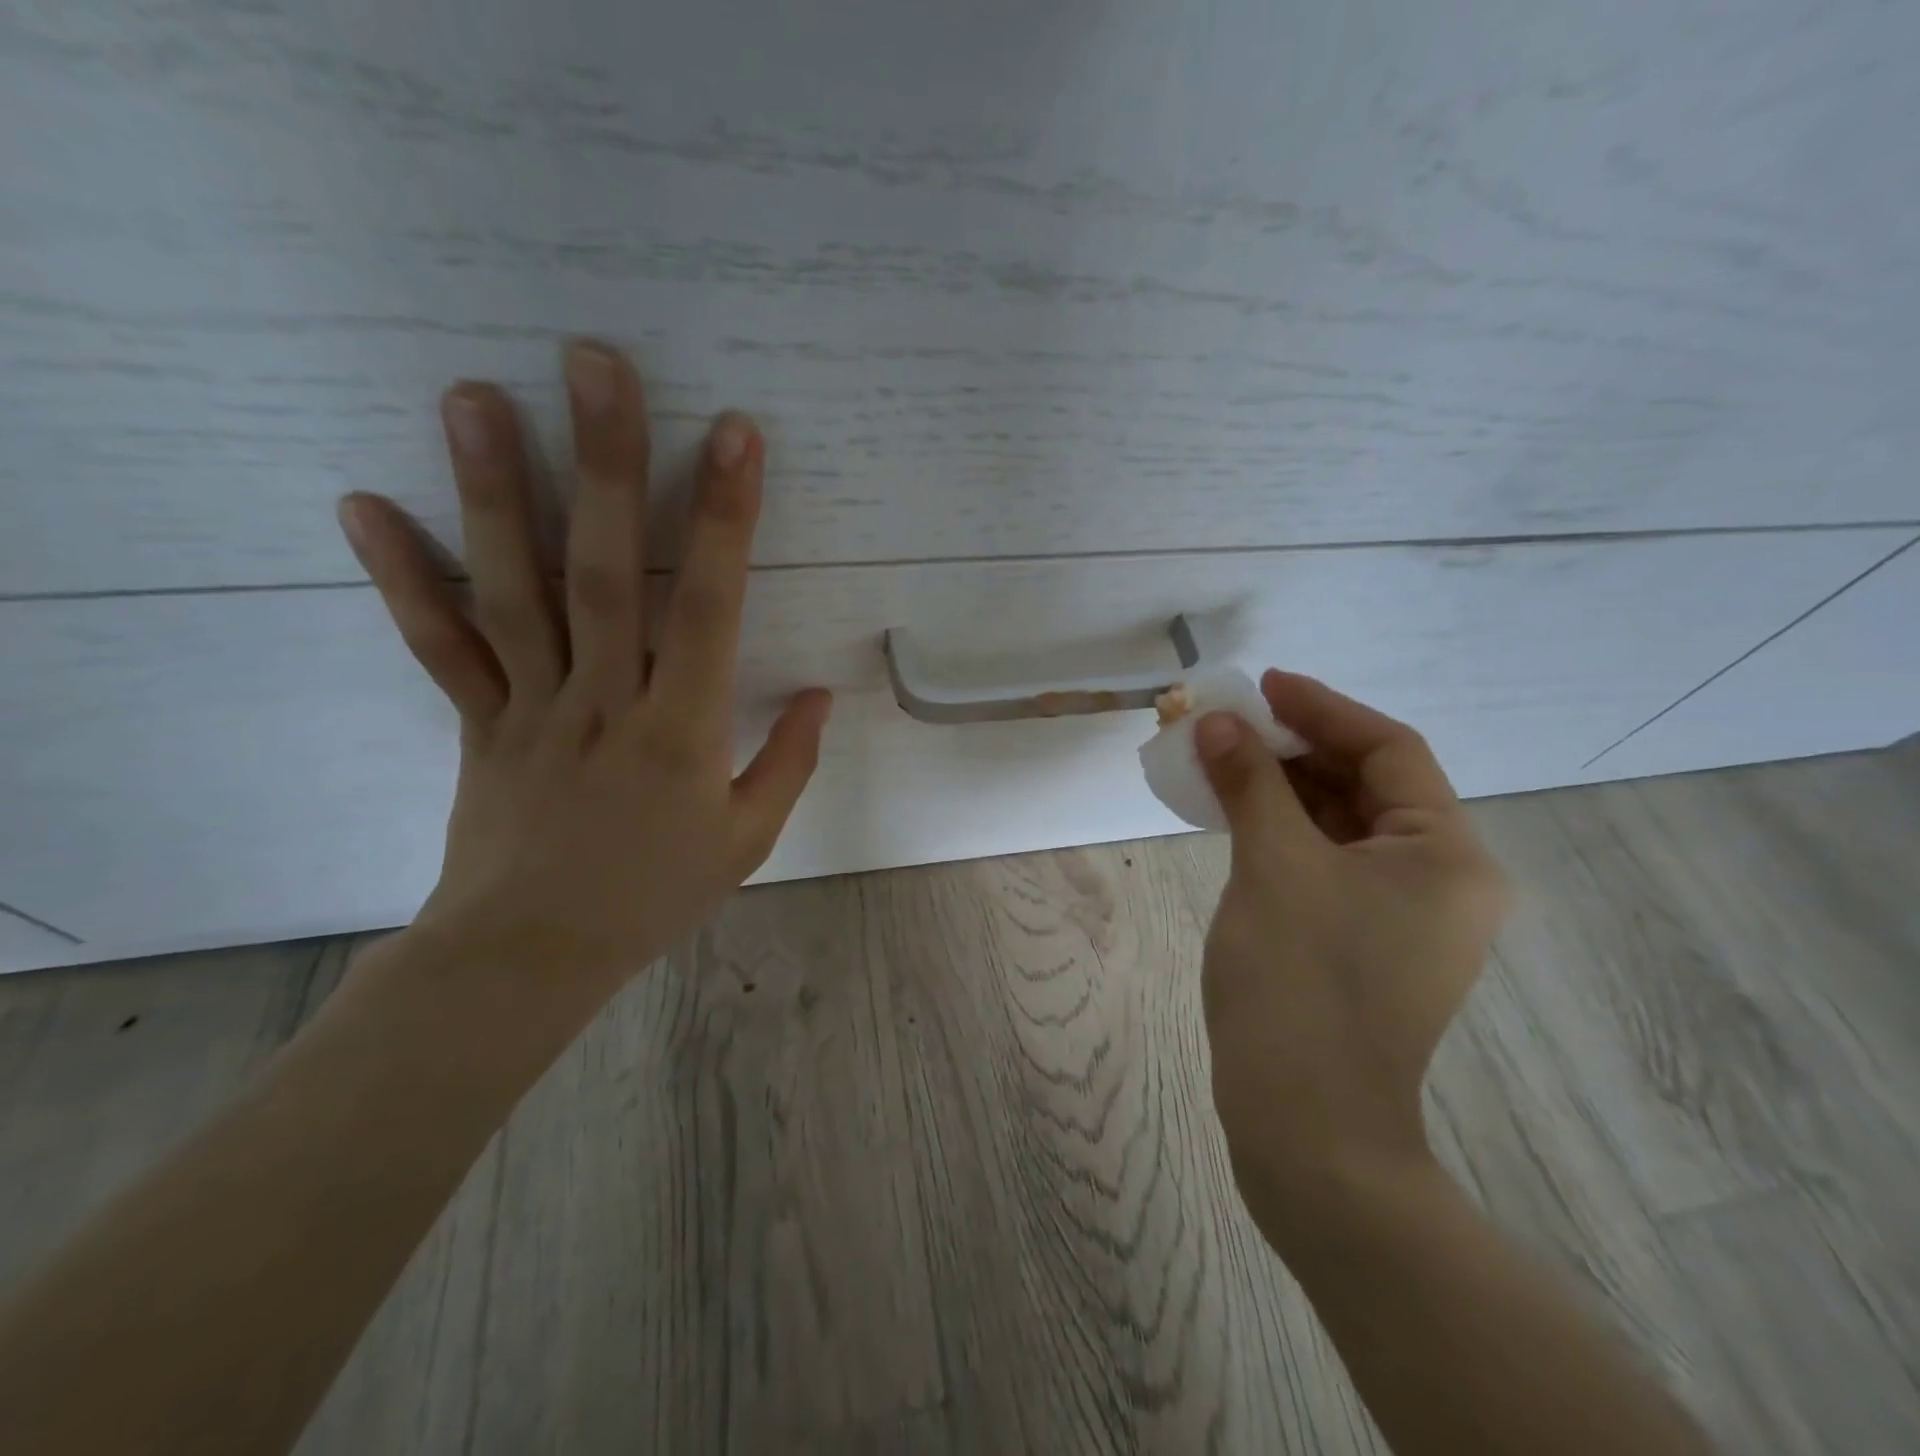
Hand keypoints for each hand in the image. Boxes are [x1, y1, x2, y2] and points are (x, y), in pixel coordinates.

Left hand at [335, 340, 830, 984]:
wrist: (533, 955)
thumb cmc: (655, 895)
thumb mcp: (748, 839)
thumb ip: (788, 762)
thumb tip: (819, 693)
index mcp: (681, 732)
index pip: (708, 609)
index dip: (723, 521)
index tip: (734, 437)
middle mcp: (604, 701)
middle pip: (604, 573)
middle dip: (606, 465)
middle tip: (596, 365)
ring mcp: (532, 707)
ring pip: (513, 592)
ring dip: (493, 492)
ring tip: (474, 397)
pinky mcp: (479, 723)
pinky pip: (440, 647)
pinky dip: (403, 580)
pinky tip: (365, 505)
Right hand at [1194, 671, 1506, 1243]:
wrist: (1305, 1125)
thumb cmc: (1300, 983)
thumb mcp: (1272, 866)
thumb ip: (1249, 782)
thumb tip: (1218, 722)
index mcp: (1445, 856)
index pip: (1389, 751)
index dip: (1322, 709)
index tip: (1262, 686)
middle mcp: (1439, 880)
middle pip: (1367, 785)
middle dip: (1296, 749)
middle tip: (1231, 726)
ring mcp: (1402, 916)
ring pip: (1341, 824)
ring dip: (1283, 788)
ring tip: (1222, 762)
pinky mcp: (1363, 941)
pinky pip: (1325, 861)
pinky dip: (1282, 831)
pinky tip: (1235, 816)